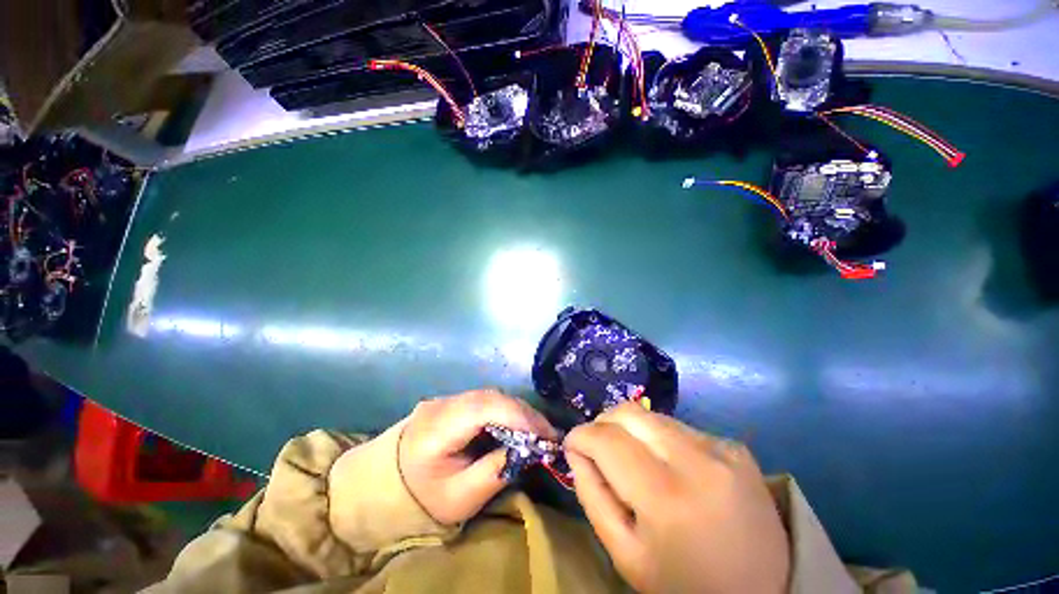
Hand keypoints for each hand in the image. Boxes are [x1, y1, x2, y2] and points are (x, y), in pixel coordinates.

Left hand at [398, 389, 557, 524]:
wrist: (385, 484)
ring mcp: (446, 398)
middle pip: (491, 397)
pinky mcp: (452, 401)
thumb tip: (526, 450)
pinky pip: (485, 400)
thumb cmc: (421, 498)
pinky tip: (517, 424)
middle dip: (524, 413)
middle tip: (548, 434)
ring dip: (517, 410)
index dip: (519, 416)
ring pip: (491, 395)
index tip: (546, 435)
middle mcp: (442, 404)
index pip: (484, 408)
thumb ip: (495, 472)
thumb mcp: (460, 498)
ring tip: (537, 430)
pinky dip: (506, 410)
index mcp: (437, 427)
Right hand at [565, 403, 789, 593]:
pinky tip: (669, 466)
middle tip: (597, 446)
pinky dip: (660, 439)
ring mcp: (721, 448)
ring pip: (652, 416)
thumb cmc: (684, 585)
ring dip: (631, 430)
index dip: (581, 435)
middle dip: (603, 422)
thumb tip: (577, 450)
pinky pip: (679, 427)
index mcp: (667, 497)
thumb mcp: (625, 555)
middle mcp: (697, 460)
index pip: (608, 440)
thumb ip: (592, 496)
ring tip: (634, 459)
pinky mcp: (735, 447)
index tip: (572, 444)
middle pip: (629, 412)